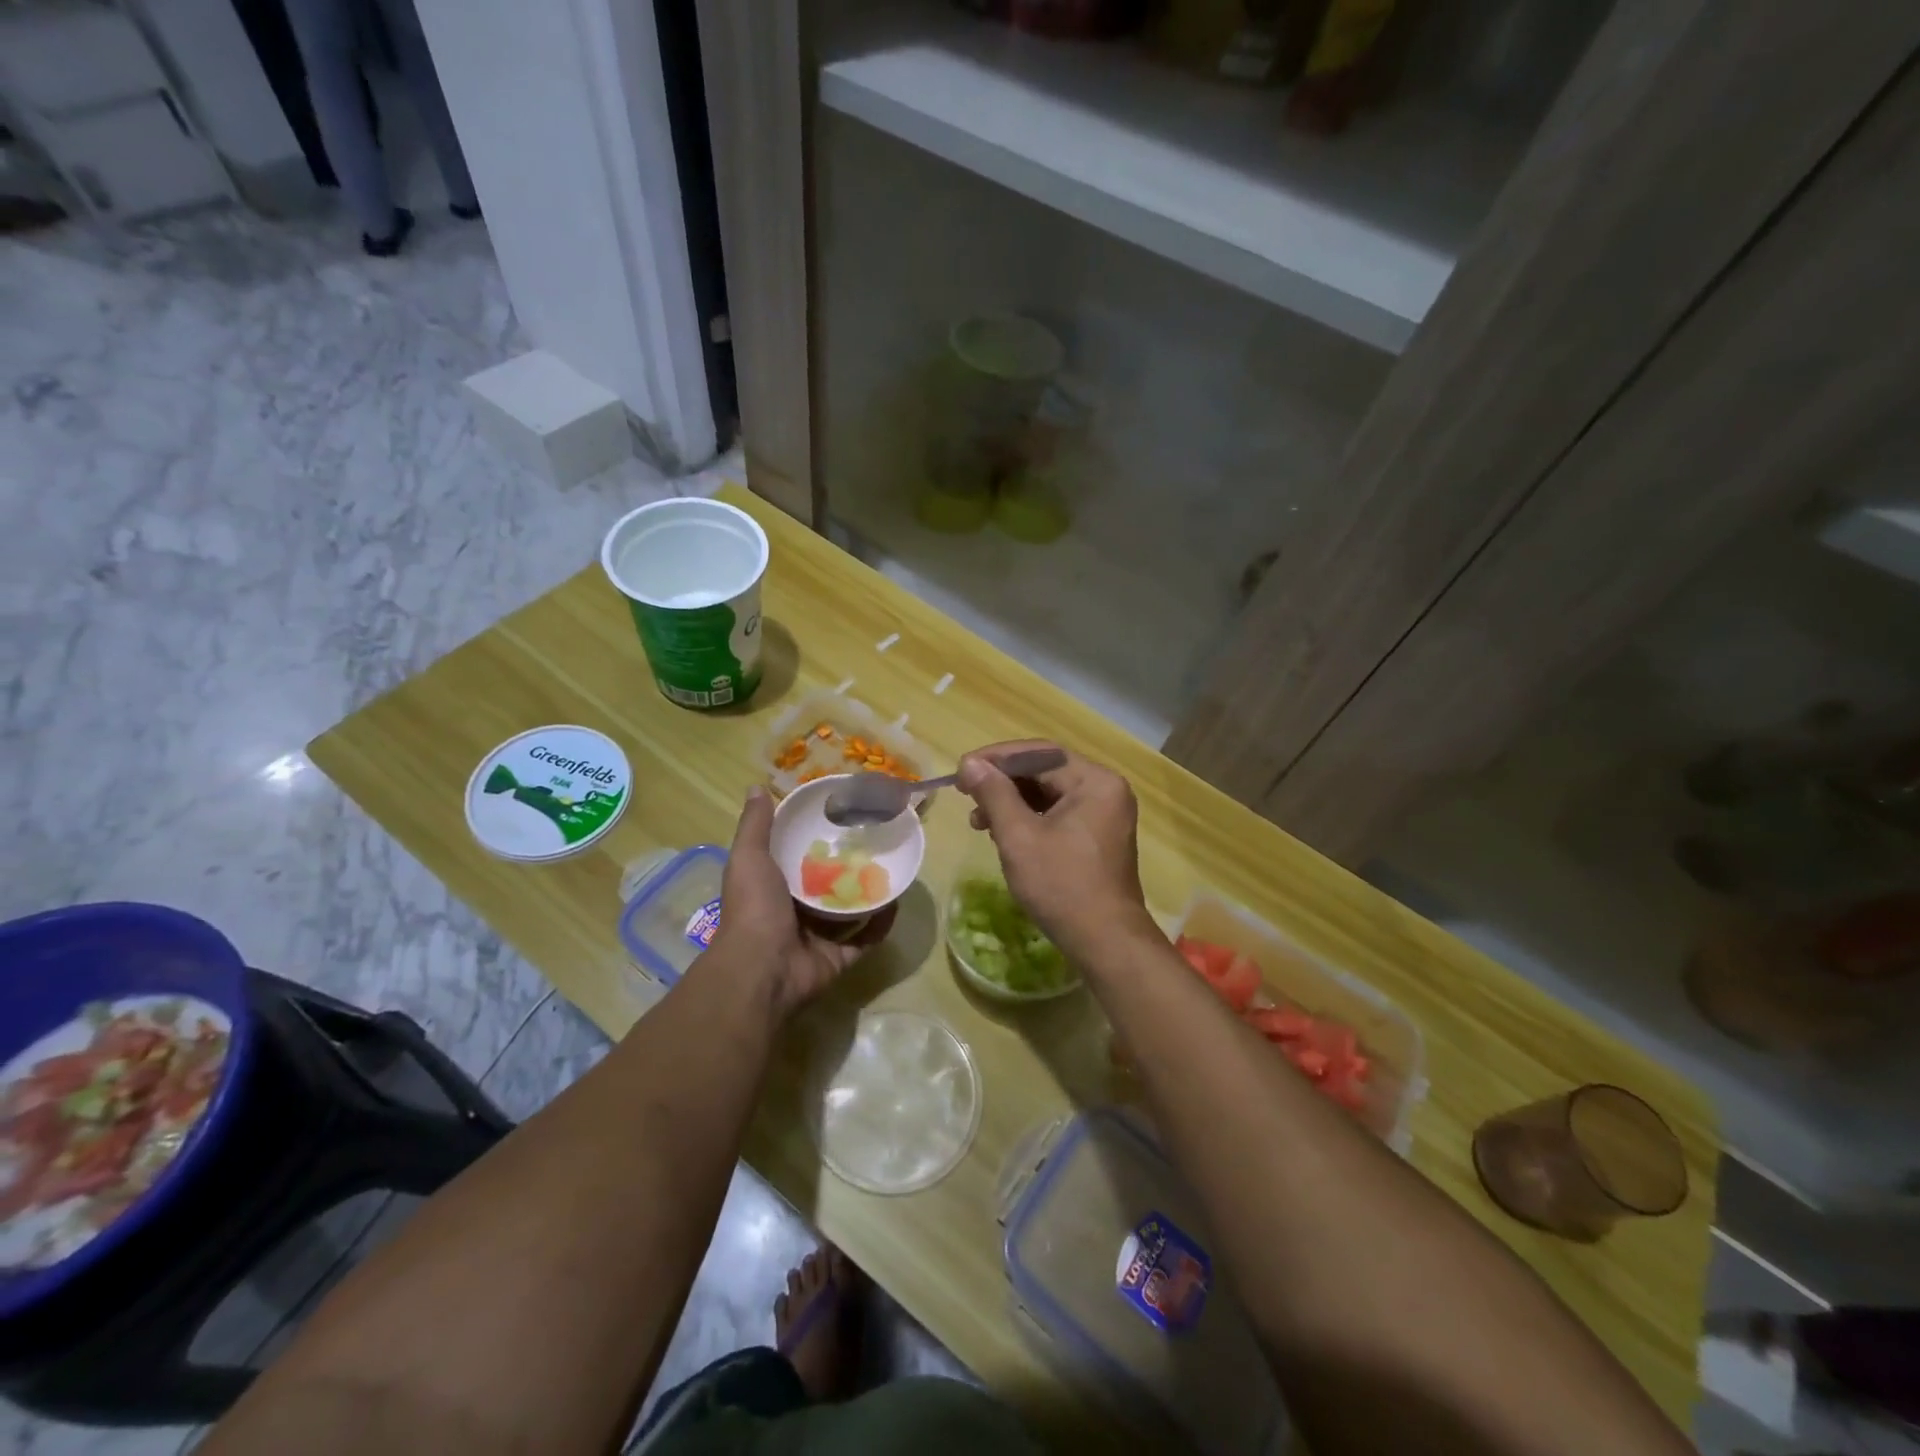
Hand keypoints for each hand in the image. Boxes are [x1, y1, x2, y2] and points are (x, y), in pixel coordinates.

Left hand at [707, 787, 895, 1015]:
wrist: (762, 969)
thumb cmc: (754, 908)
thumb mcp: (749, 858)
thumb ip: (755, 826)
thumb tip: (756, 787)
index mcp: (773, 886)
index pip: (797, 857)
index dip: (814, 839)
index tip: (839, 817)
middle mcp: (794, 910)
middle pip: (827, 883)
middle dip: (847, 866)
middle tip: (874, 840)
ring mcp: (818, 936)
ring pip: (849, 910)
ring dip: (868, 892)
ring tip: (892, 866)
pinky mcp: (839, 956)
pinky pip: (866, 938)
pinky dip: (881, 924)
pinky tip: (897, 901)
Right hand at [956, 741, 1150, 956]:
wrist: (1105, 942)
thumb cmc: (1061, 886)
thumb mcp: (1020, 837)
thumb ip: (994, 794)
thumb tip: (970, 764)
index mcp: (1095, 782)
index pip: (1039, 753)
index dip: (996, 758)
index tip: (961, 770)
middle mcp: (1105, 789)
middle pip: (1045, 770)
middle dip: (1002, 782)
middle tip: (965, 793)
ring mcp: (1104, 813)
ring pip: (1049, 792)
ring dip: (1011, 801)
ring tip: (978, 820)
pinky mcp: (1097, 836)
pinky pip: (1058, 812)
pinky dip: (1028, 818)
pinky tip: (1002, 833)